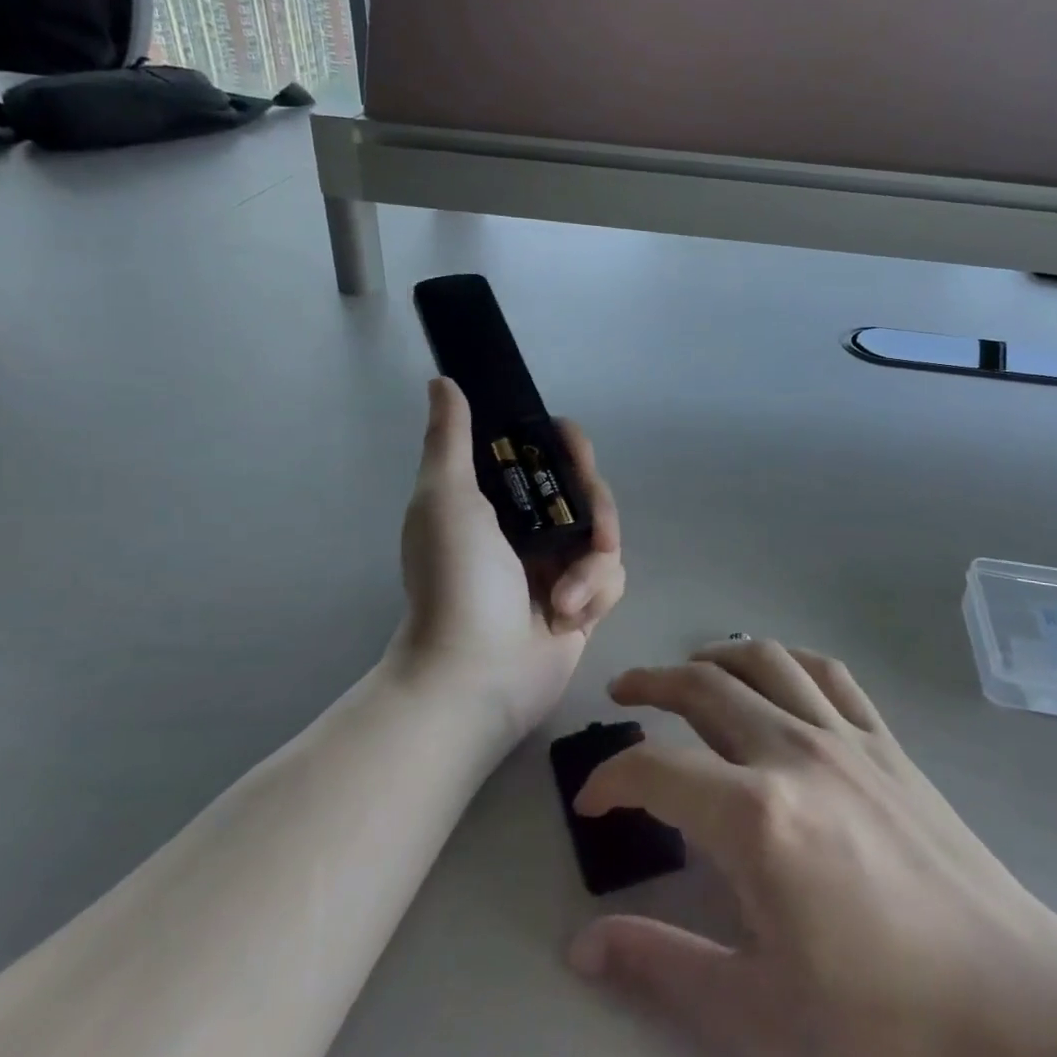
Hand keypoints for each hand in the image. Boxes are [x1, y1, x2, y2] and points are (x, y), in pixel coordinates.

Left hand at [388, 378, 624, 740]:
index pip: (541, 458)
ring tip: (567, 595)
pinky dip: (596, 593)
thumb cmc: (455, 580)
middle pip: (585, 492)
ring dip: (592, 563)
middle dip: (593, 503)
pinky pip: (613, 577)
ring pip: (605, 536)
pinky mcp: (584, 605)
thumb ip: (449, 438)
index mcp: (496, 505)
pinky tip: (570, 617)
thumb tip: (443, 381)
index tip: (569, 441)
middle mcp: (530, 532)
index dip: (561, 445)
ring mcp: (558, 570)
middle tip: (591, 523)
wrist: (473, 674)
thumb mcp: (445, 498)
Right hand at [569, 640, 1056, 1056]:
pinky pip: (826, 671)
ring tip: (685, 670)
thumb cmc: (882, 1020)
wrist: (1016, 1007)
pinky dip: (785, 658)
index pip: (655, 769)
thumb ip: (663, 966)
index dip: (609, 778)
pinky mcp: (885, 741)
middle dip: (650, 685)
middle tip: (622, 697)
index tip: (592, 802)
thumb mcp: (759, 1018)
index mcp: (756, 817)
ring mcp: (845, 737)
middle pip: (703, 689)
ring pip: (761, 662)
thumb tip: (582, 945)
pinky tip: (771, 670)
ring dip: (712, 657)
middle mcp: (794, 753)